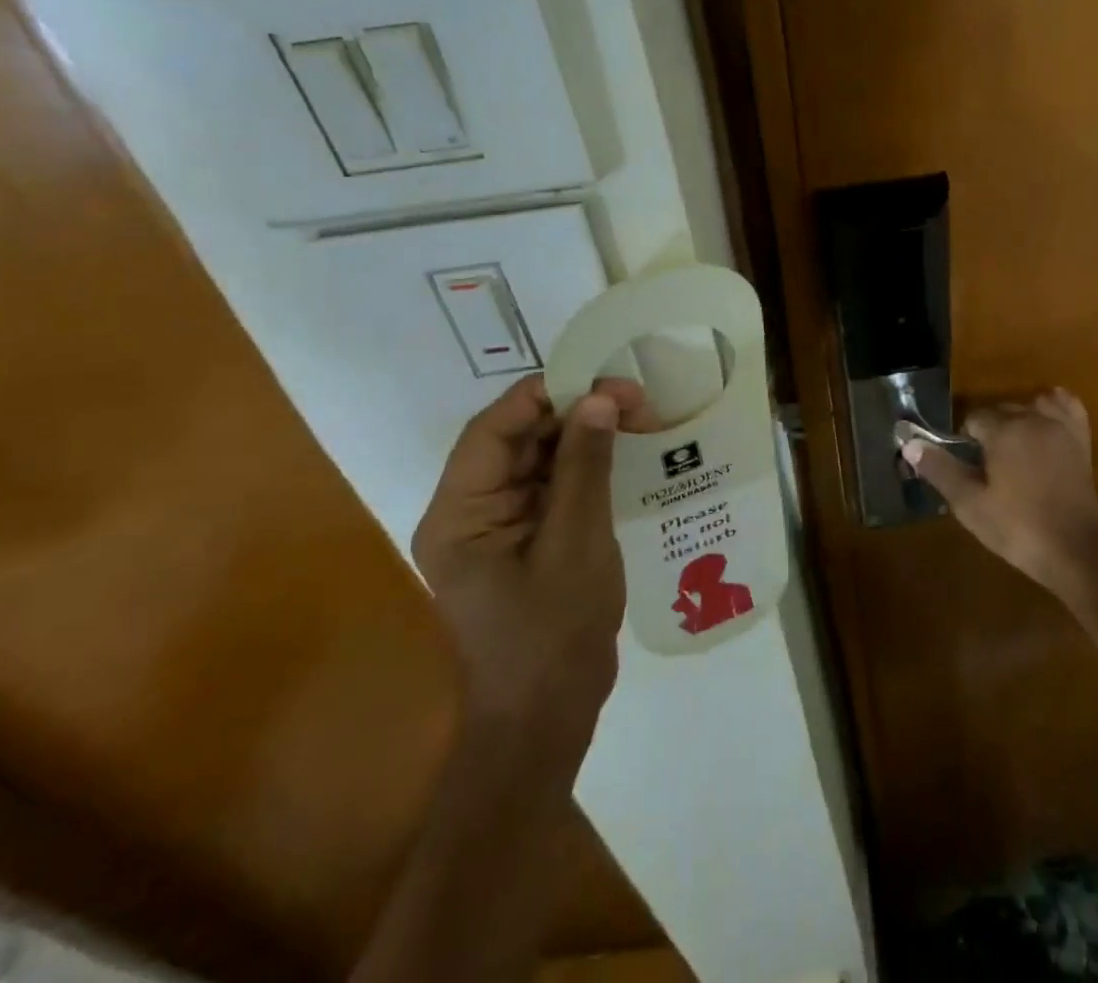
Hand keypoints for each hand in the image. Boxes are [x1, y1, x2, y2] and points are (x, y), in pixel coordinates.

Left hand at [412, 374, 649, 736]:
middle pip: (517, 439)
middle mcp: (471, 511)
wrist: (547, 719)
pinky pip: (553, 486)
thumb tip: (600, 398)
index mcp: (460, 513)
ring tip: (638, 417)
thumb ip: (585, 466)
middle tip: (634, 398)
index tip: (601, 379)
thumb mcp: (576, 541)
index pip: (493, 431)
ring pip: (538, 458)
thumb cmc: (552, 633)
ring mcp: (500, 526)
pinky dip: (587, 466)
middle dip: (573, 412)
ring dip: (584, 435)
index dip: (544, 395)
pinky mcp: (528, 539)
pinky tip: (625, 453)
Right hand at [903, 388, 1097, 599]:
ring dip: (1018, 420)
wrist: (1076, 552)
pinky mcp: (1081, 441)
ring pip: (1030, 407)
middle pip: (1001, 410)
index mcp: (1005, 430)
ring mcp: (1061, 428)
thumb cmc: (1018, 528)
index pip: (973, 419)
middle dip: (989, 431)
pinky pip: (1067, 408)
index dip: (965, 441)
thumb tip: (909, 444)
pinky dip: (1053, 409)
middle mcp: (1033, 418)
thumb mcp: (970, 504)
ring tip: (1011, 451)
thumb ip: (940, 469)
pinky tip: (1044, 426)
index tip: (966, 467)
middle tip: (984, 469)